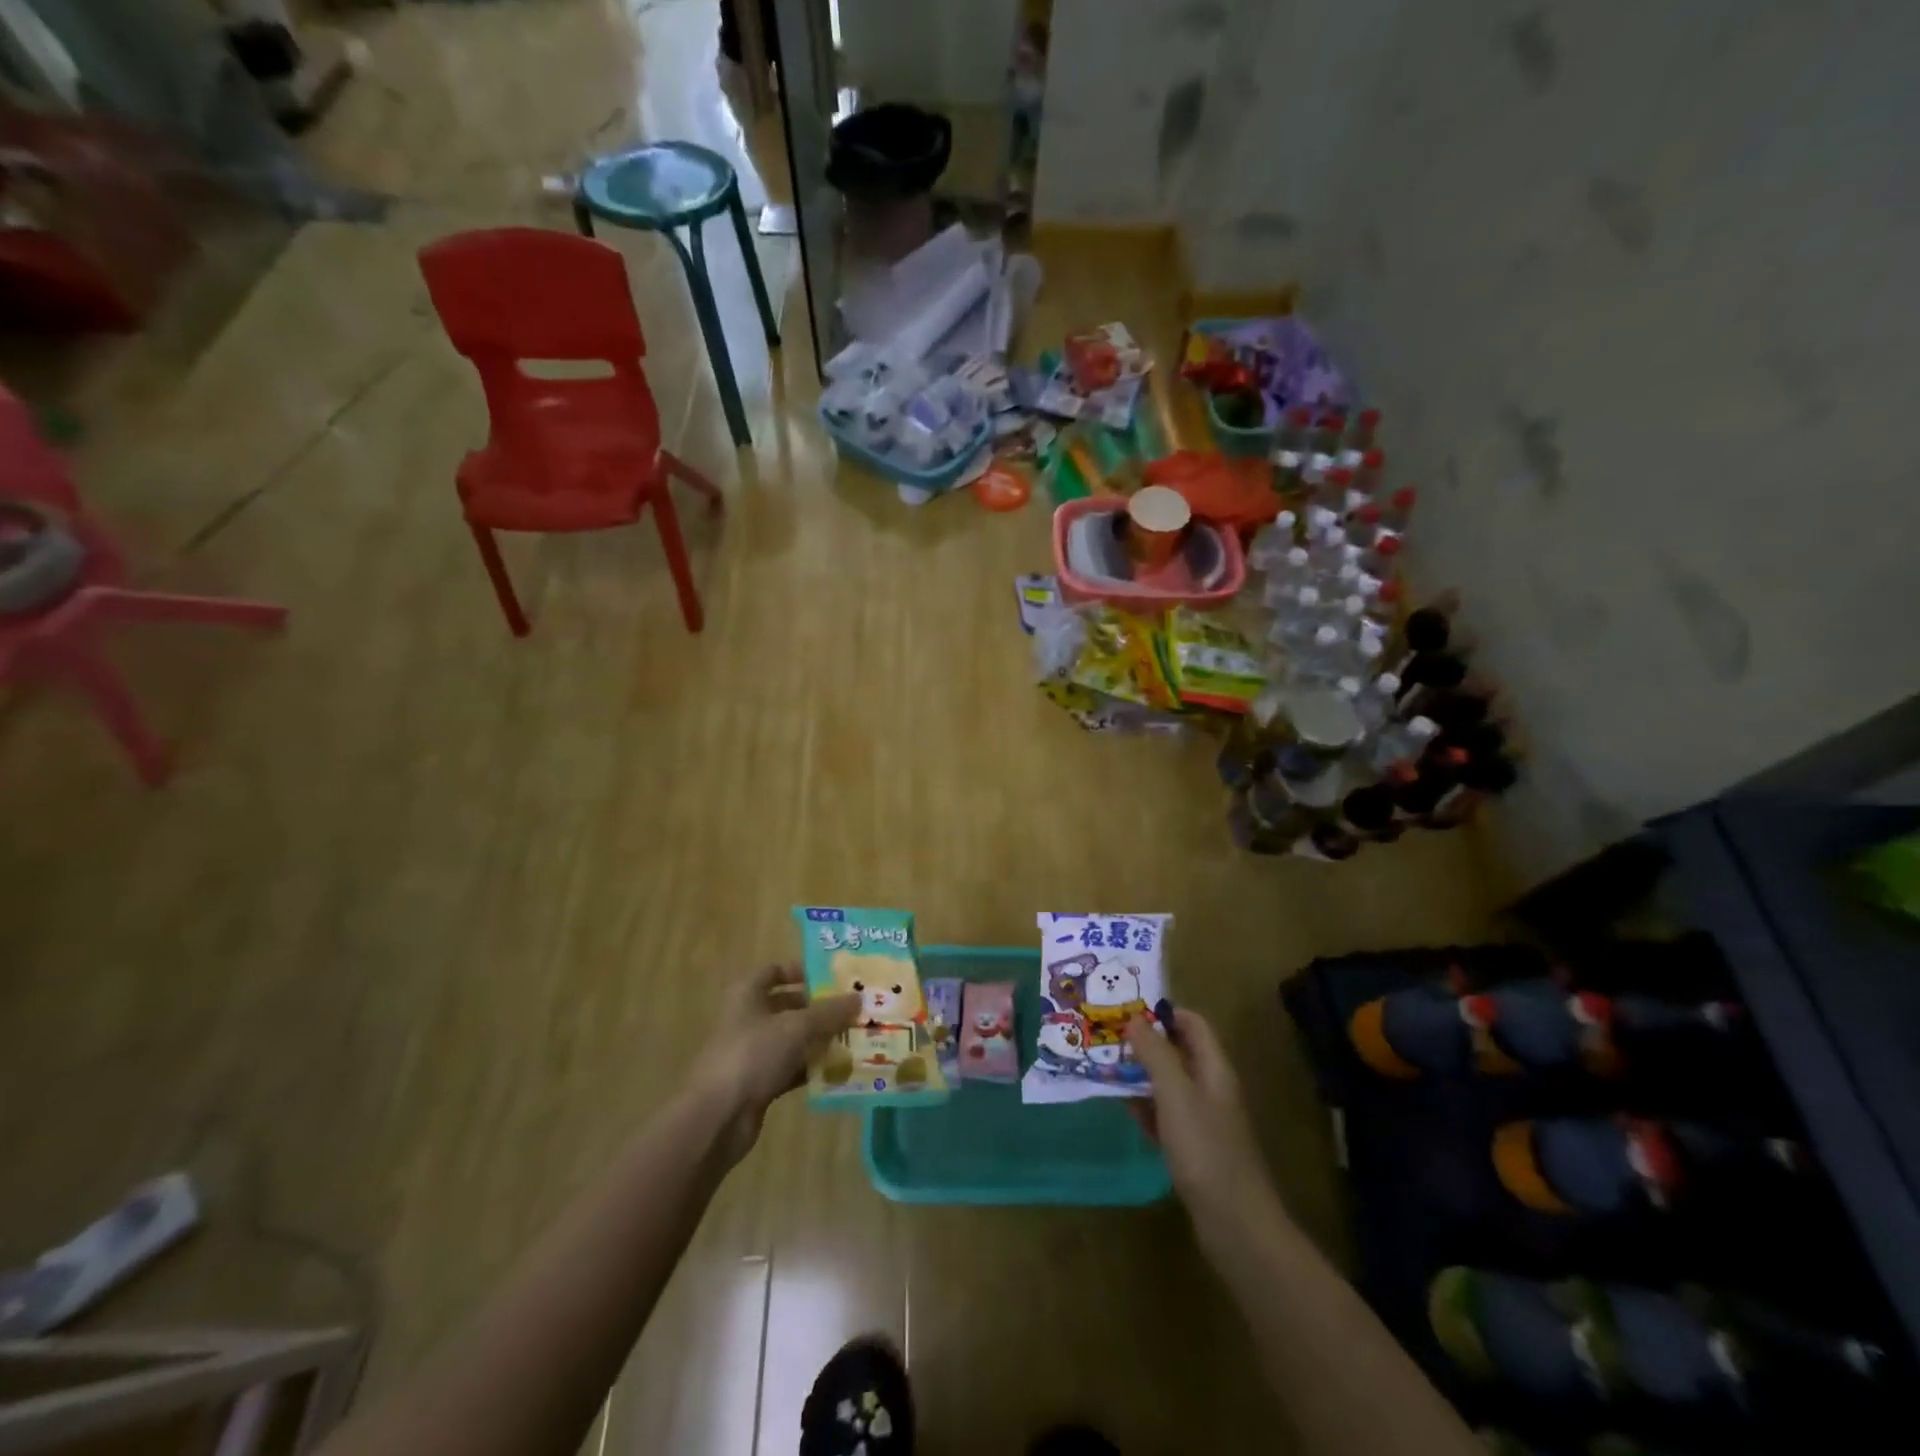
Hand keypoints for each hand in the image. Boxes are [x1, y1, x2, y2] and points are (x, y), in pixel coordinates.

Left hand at [694, 963, 858, 1164]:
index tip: (834, 977)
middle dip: (820, 1007)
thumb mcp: (797, 1027)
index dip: (803, 970)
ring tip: (855, 1036)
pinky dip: (812, 1067)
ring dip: (820, 1038)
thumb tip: (860, 998)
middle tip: (854, 1008)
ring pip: (793, 1038)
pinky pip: (792, 1067)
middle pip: (789, 1005)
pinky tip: (839, 1069)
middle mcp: (749, 1018)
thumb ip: (830, 1012)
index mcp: (748, 994)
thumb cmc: (753, 1055)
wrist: (718, 1117)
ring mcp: (753, 1052)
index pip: (776, 971)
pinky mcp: (759, 1082)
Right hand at [1127, 1009, 1278, 1227]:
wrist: (1235, 1224)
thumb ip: (1155, 1053)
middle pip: (1179, 1051)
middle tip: (1108, 1037)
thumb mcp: (1176, 1094)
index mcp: (1214, 1069)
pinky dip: (1146, 1107)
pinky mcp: (1194, 1148)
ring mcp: (1204, 1120)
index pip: (1192, 1023)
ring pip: (1169, 1083)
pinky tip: (1123, 1108)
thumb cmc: (1205, 1149)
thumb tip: (1134, 1019)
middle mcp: (1211, 1088)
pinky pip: (1165, 1115)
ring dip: (1141, 1073)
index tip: (1127, 1011)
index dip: (1163, 1012)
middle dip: (1146, 1042)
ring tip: (1106, 1067)